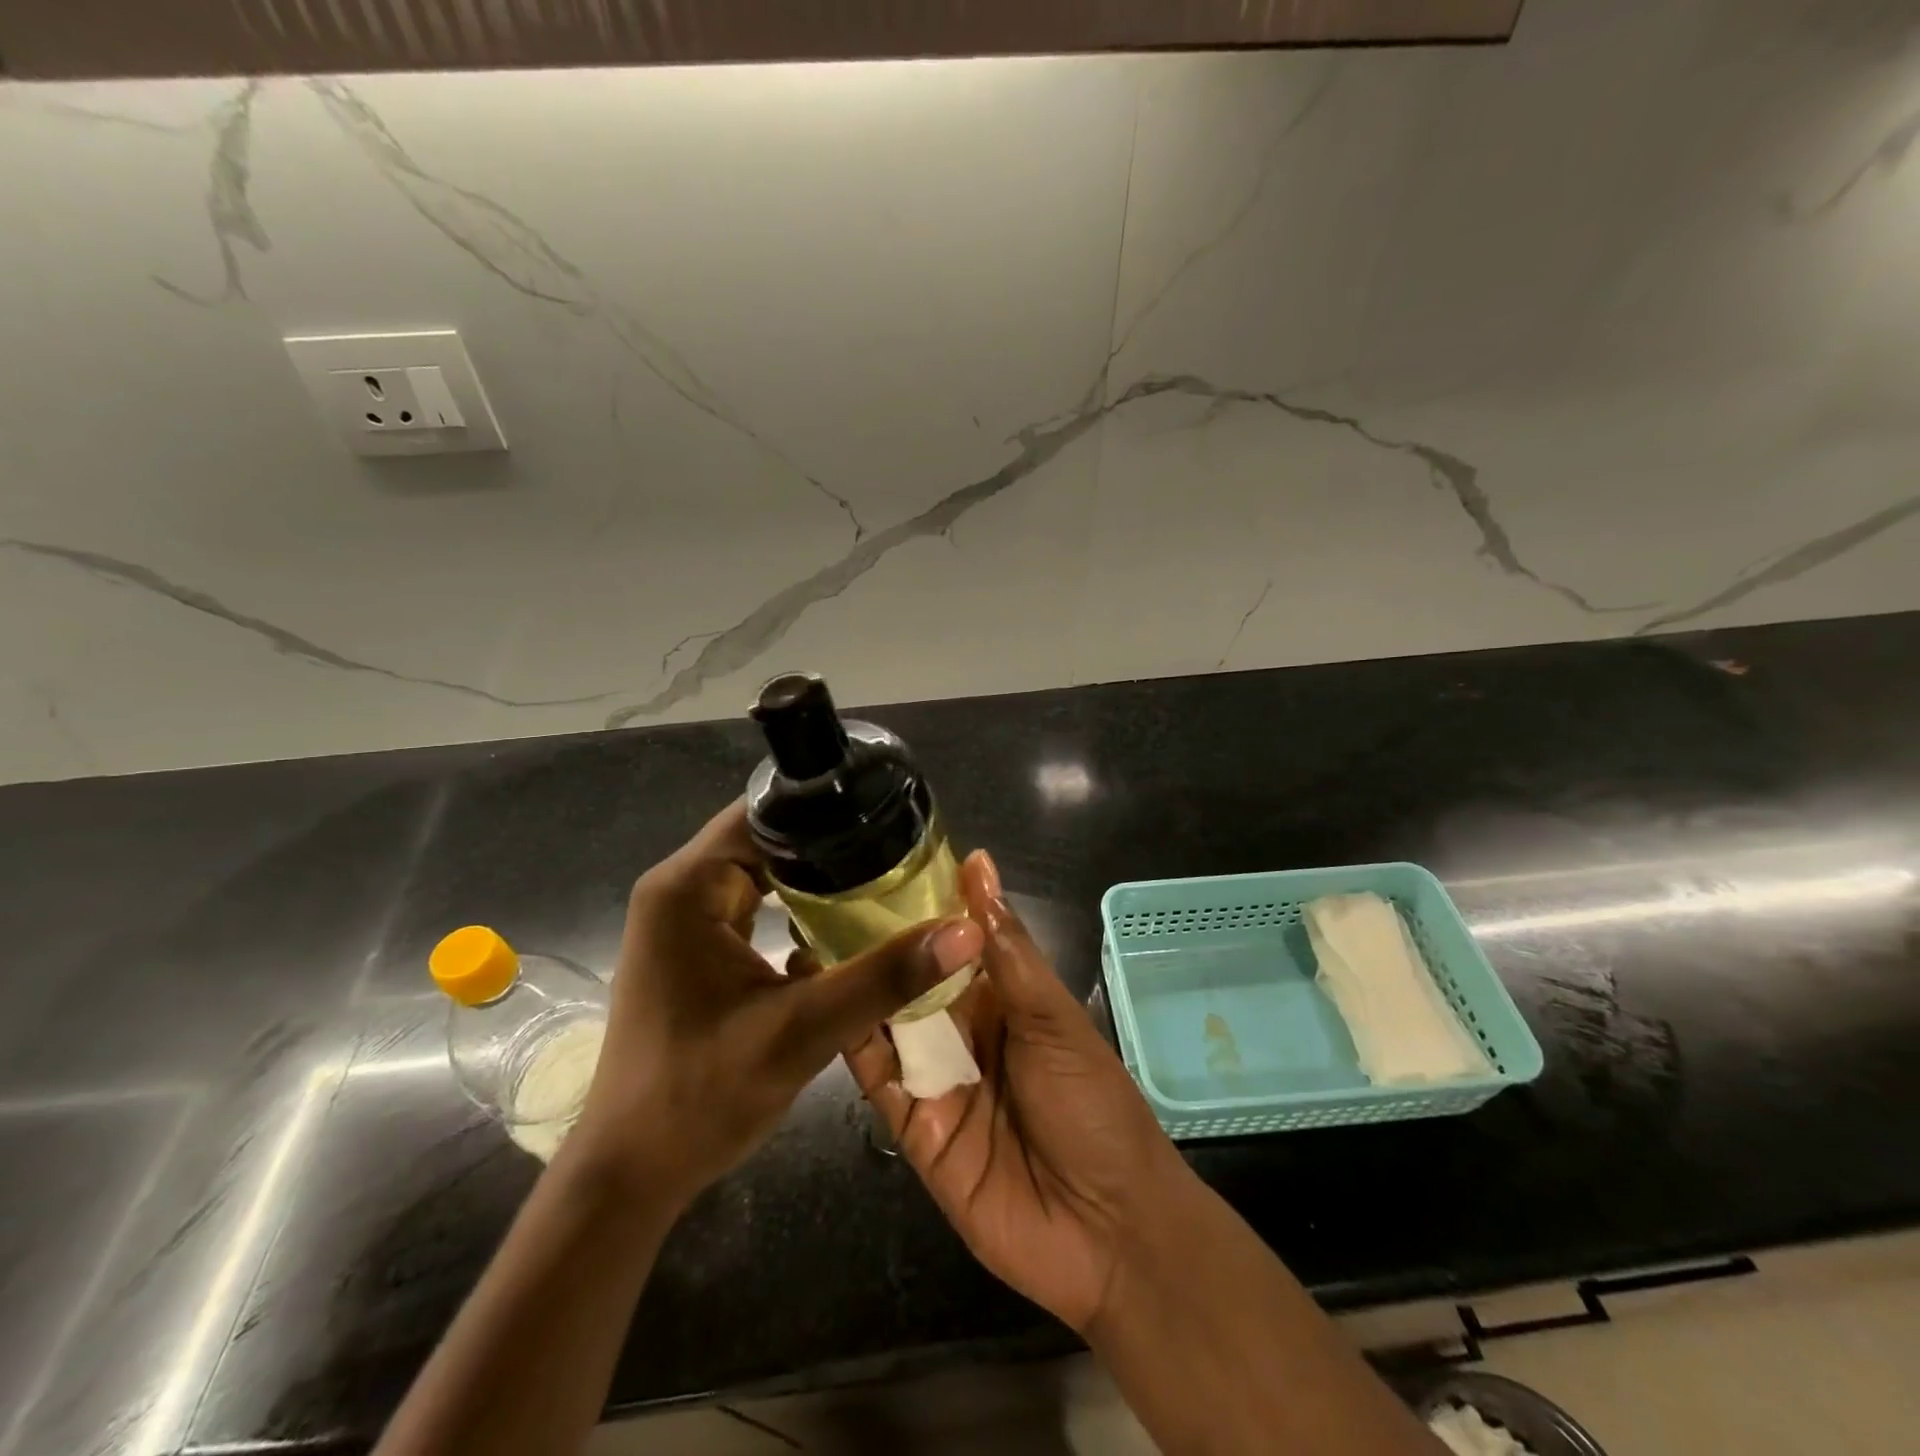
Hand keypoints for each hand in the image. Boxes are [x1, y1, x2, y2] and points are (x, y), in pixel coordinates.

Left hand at [569, 801, 983, 1206]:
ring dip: (815, 880)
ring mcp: (681, 921)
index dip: (828, 810)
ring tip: (883, 881)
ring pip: (761, 873)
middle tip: (898, 853)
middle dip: (830, 846)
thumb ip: (884, 977)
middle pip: (766, 839)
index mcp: (688, 886)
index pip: (765, 813)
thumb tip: (965, 931)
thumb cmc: (701, 1097)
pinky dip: (794, 910)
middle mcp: (678, 890)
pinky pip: (752, 906)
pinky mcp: (692, 950)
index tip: (890, 819)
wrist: (630, 1176)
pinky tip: (841, 928)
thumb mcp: (803, 1032)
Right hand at [833, 850, 1190, 1333]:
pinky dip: (851, 1042)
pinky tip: (821, 1004)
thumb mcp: (1054, 1018)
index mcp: (1002, 997)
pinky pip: (876, 1077)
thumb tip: (978, 864)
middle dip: (875, 943)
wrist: (1109, 1232)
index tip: (874, 863)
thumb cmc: (1093, 1106)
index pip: (951, 940)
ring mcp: (935, 1077)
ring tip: (807, 938)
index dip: (919, 906)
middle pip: (912, 978)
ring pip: (886, 1021)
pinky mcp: (912, 1125)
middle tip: (823, 896)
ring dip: (855, 985)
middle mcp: (963, 1030)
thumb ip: (1007, 949)